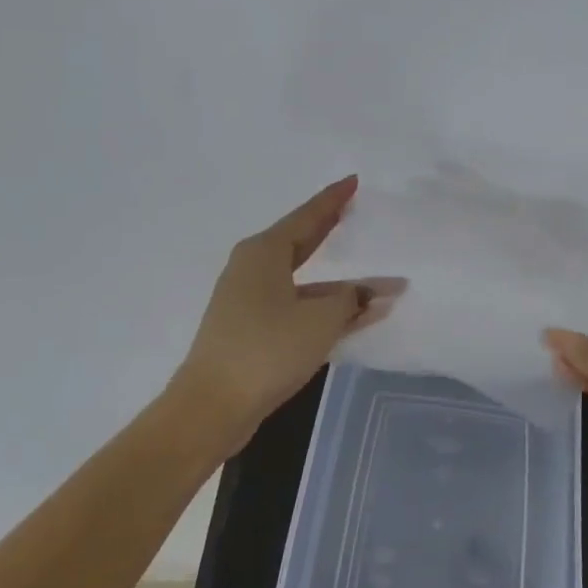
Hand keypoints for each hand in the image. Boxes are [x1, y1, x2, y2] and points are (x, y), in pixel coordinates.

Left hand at [175, 176, 398, 455]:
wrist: (211, 407)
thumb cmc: (267, 349)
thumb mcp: (320, 320)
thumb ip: (353, 299)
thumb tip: (376, 291)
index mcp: (264, 253)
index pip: (307, 216)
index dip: (333, 199)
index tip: (353, 181)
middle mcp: (252, 269)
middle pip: (301, 241)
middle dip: (329, 228)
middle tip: (353, 210)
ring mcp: (248, 300)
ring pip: (302, 280)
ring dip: (337, 283)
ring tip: (374, 278)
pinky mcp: (250, 330)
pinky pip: (296, 305)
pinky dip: (323, 306)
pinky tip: (352, 314)